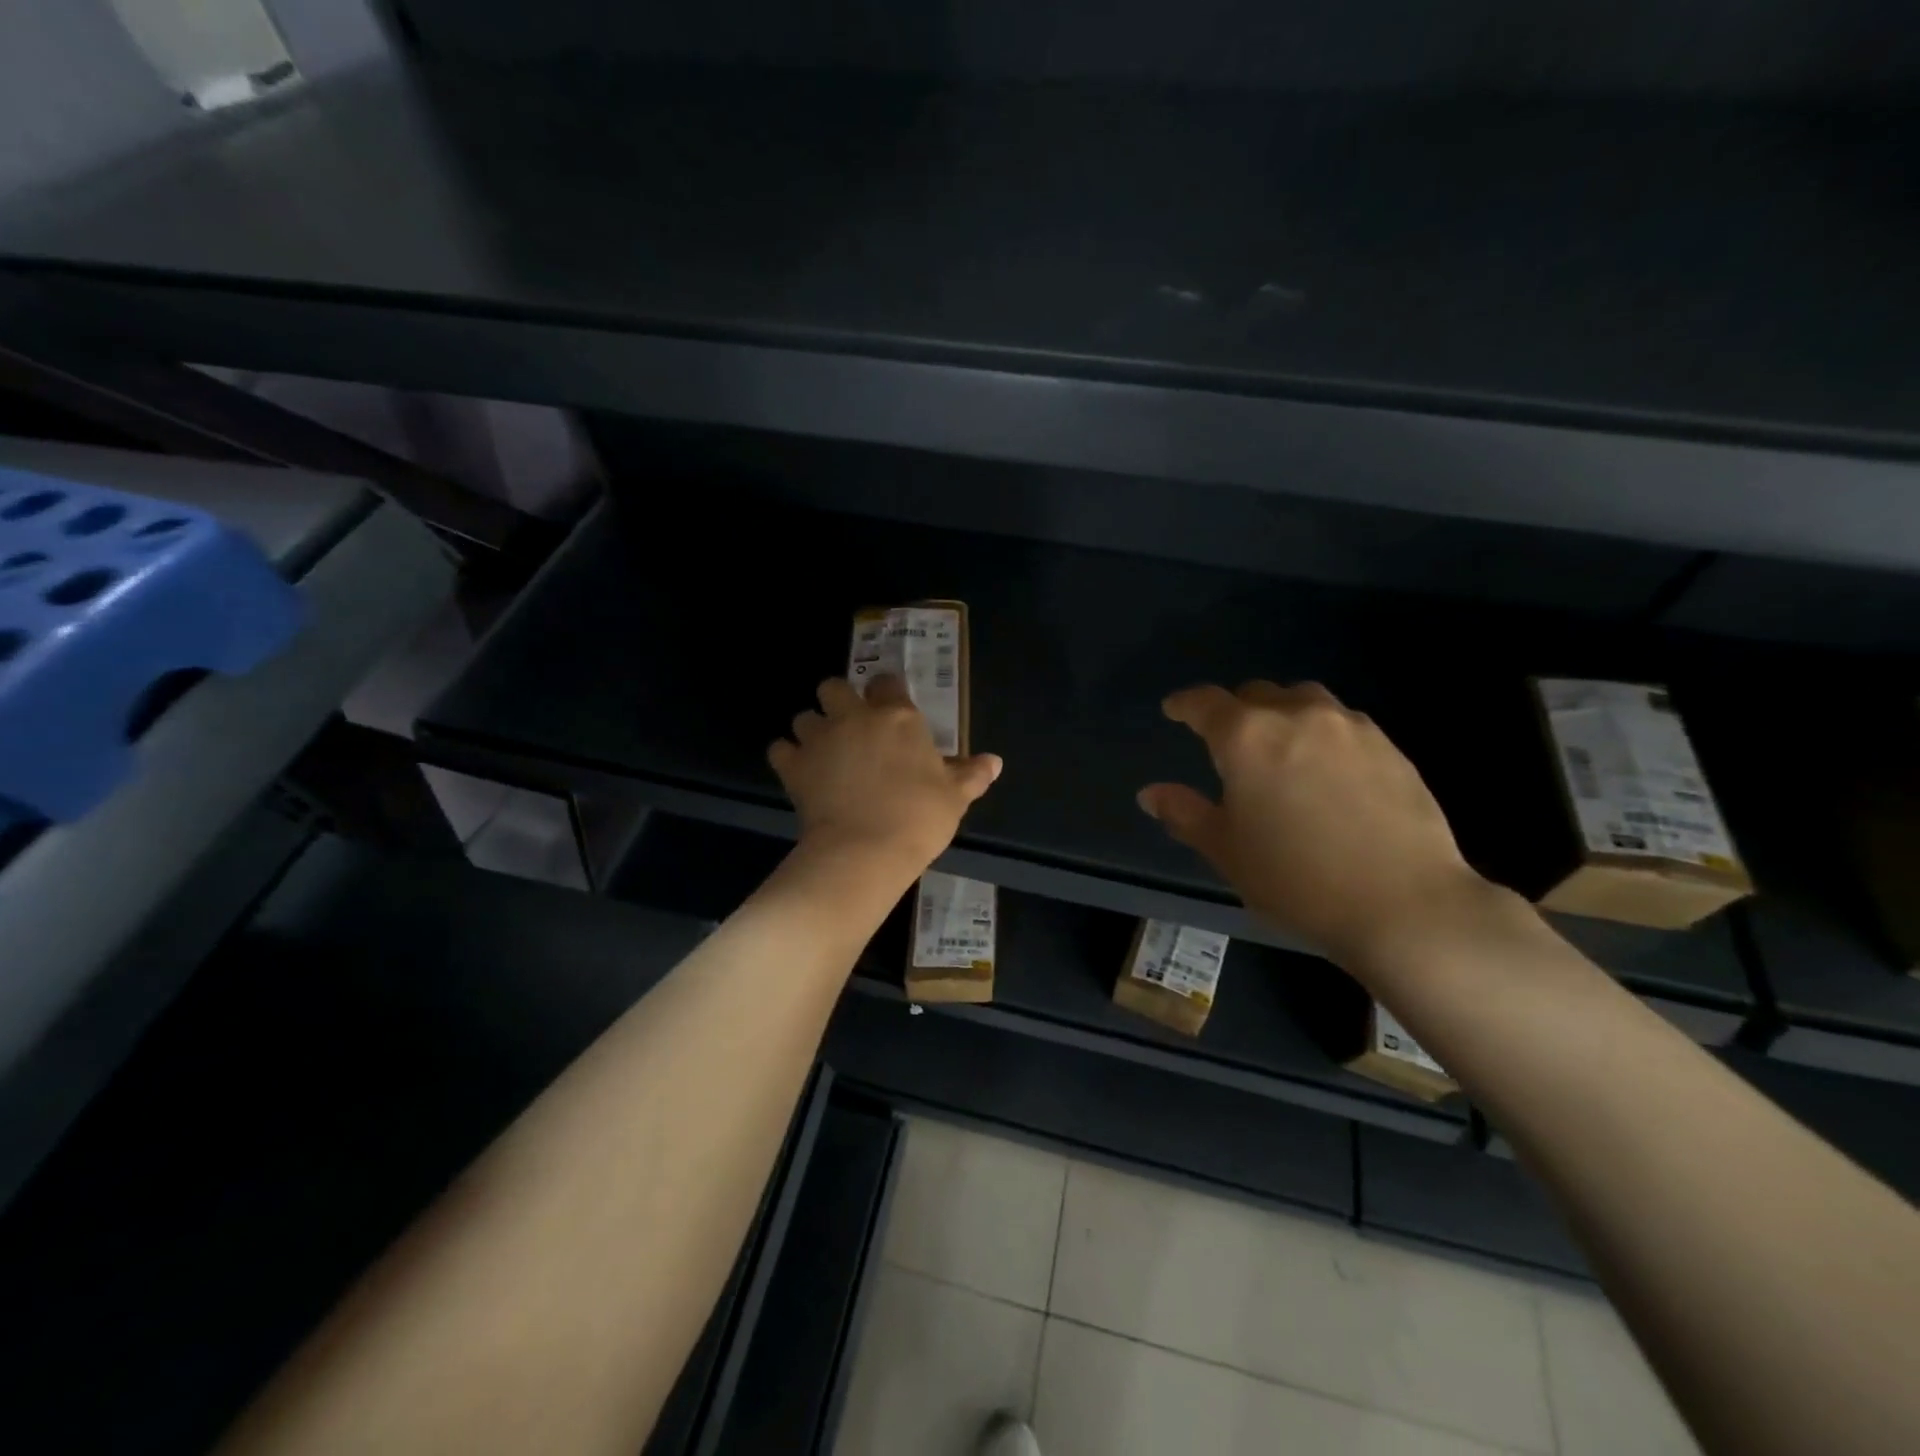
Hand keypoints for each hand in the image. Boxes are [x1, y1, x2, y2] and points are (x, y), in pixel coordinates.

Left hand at [770, 675, 1002, 870]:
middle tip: (848, 724)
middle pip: (833, 686)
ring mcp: (819, 739)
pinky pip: (779, 749)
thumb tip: (995, 761)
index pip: (886, 682)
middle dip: (837, 699)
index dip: (886, 691)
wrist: (865, 851)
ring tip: (822, 751)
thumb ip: (972, 774)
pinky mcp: (793, 766)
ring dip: (811, 728)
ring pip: (803, 716)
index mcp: (897, 717)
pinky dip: (787, 756)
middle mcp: (854, 717)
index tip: (888, 707)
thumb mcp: (955, 797)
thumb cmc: (918, 817)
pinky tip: (798, 771)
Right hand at [1137, 681, 1494, 964]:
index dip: (1184, 704)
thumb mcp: (1226, 851)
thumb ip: (1185, 813)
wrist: (1404, 905)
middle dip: (1234, 710)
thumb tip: (1151, 793)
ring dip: (1281, 714)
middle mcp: (1296, 716)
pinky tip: (1325, 770)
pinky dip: (1320, 733)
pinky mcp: (1389, 746)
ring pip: (1304, 700)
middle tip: (1227, 742)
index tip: (1173, 710)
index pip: (1205, 702)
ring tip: (1279, 748)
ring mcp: (1349, 727)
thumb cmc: (1297, 879)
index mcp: (1246, 737)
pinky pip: (1341, 723)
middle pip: (1256, 693)